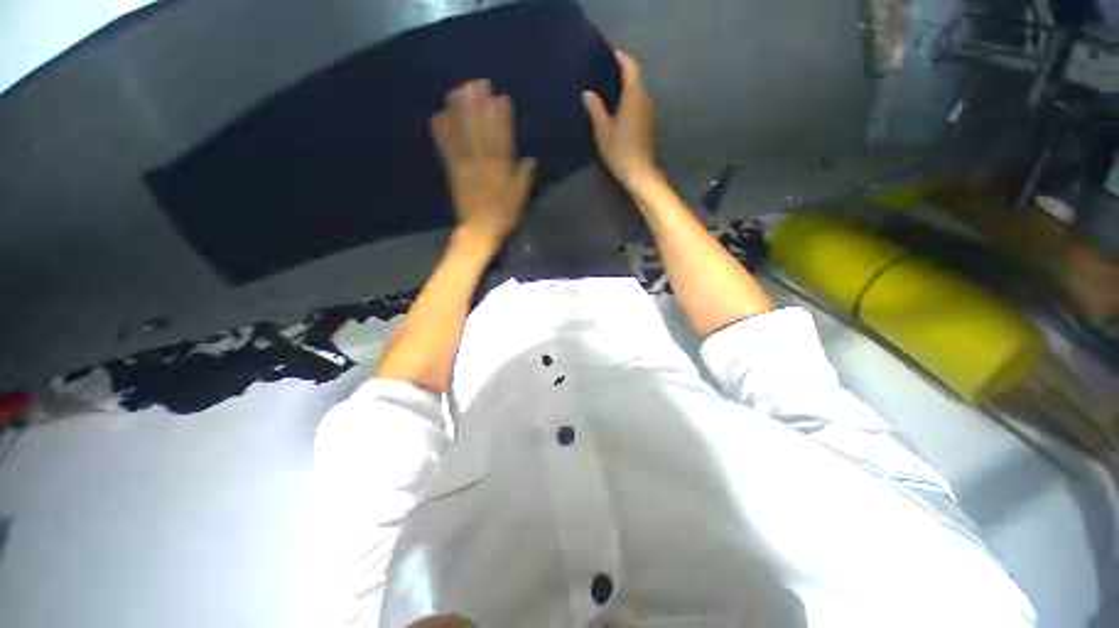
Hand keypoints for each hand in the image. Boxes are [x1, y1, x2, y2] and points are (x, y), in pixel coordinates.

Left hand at [431, 80, 536, 250]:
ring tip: (457, 91)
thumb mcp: (520, 198)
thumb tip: (530, 158)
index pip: (501, 135)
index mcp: (500, 167)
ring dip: (459, 111)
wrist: (478, 231)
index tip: (500, 96)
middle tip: (477, 83)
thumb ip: (525, 177)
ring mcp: (464, 164)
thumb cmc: (504, 215)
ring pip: (461, 133)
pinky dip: (442, 131)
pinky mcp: (452, 171)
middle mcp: (481, 160)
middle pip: (479, 127)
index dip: (500, 115)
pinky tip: (438, 116)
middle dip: (478, 104)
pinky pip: (446, 148)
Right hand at [582, 50, 658, 188]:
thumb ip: (595, 110)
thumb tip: (587, 93)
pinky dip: (629, 102)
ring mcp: (649, 113)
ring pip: (638, 94)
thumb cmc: (620, 150)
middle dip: (623, 74)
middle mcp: (645, 100)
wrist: (639, 172)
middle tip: (605, 73)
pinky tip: (618, 110)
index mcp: (634, 97)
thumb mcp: (603, 131)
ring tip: (610, 91)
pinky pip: (639, 105)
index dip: (622, 59)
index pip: (631, 68)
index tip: (611, 54)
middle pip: (636, 80)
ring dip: (626, 89)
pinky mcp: (648, 125)